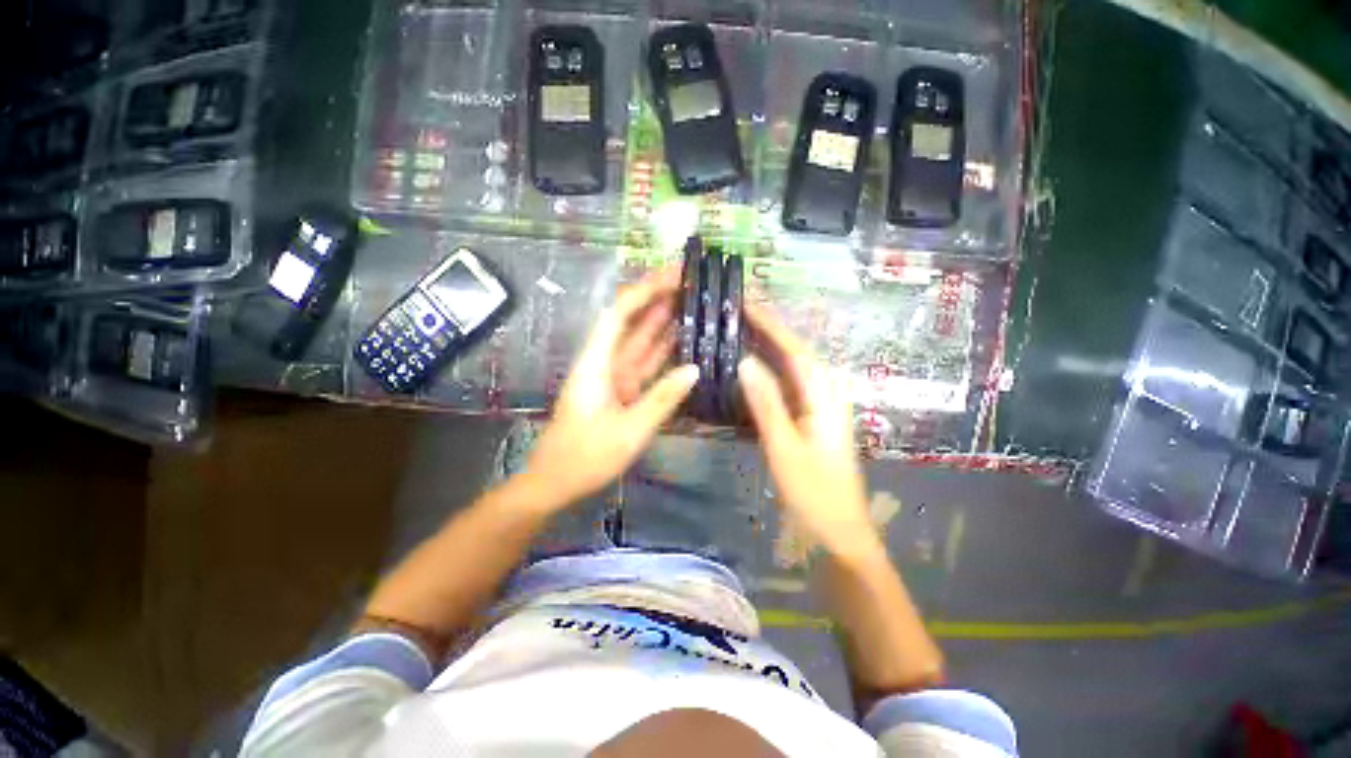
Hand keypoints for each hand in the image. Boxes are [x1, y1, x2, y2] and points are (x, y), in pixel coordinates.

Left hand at [524, 268, 698, 505]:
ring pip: (640, 342)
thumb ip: (662, 399)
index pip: (619, 314)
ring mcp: (613, 377)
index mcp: (596, 363)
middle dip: (656, 298)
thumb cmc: (584, 457)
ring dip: (661, 322)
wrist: (555, 482)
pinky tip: (682, 342)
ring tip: (691, 303)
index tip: (672, 276)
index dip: (644, 291)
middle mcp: (604, 362)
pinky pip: (645, 365)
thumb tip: (694, 369)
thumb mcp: (628, 431)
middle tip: (689, 283)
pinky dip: (662, 353)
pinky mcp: (621, 392)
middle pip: (631, 322)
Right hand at [739, 302, 878, 559]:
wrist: (839, 530)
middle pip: (796, 351)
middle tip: (736, 311)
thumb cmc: (814, 493)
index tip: (746, 302)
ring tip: (739, 329)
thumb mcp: (785, 447)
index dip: (770, 323)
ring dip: (769, 345)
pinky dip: (771, 369)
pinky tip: (753, 366)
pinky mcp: (812, 417)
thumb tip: (746, 361)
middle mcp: (827, 392)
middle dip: (768, 328)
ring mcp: (821, 405)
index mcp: (825, 396)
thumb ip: (767, 403)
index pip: (795, 349)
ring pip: (793, 366)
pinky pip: (790, 383)